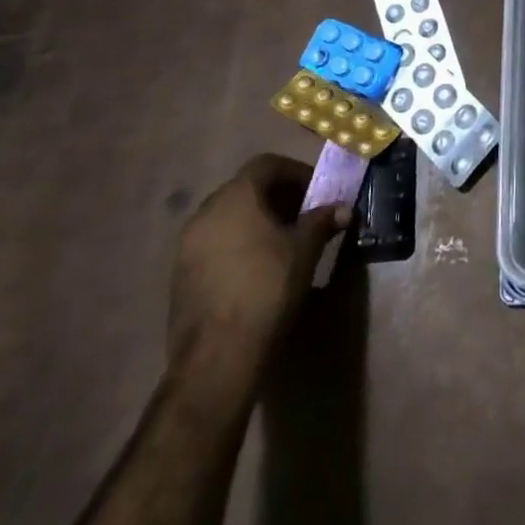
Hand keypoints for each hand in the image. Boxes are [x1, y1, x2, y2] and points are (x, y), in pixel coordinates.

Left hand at [168, 154, 347, 376]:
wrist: (216, 360)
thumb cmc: (266, 289)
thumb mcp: (304, 250)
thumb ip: (322, 221)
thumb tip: (343, 209)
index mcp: (236, 196)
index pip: (268, 164)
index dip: (296, 173)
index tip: (317, 193)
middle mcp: (206, 212)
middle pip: (247, 189)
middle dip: (279, 198)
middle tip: (304, 217)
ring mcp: (187, 246)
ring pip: (229, 217)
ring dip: (258, 222)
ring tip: (284, 245)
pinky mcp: (180, 277)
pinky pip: (215, 244)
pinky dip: (238, 245)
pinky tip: (257, 270)